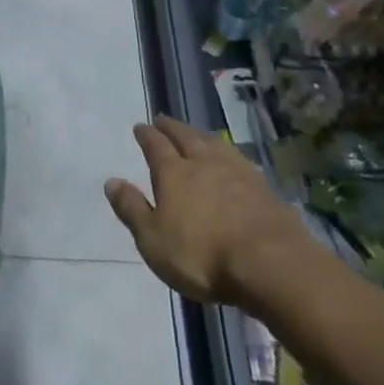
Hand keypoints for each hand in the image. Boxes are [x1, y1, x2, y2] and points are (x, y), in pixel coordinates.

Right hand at [106, 116, 324, 309]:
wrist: (272, 265)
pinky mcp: (264, 188)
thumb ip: (132, 209)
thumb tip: (111, 181)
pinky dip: (228, 153)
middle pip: (185, 137)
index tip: (140, 126)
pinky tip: (232, 158)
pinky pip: (239, 159)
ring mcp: (237, 172)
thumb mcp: (154, 240)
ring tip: (195, 132)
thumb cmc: (203, 256)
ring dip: (201, 134)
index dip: (146, 135)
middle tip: (163, 119)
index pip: (155, 146)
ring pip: (214, 143)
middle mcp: (203, 163)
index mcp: (173, 173)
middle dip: (172, 127)